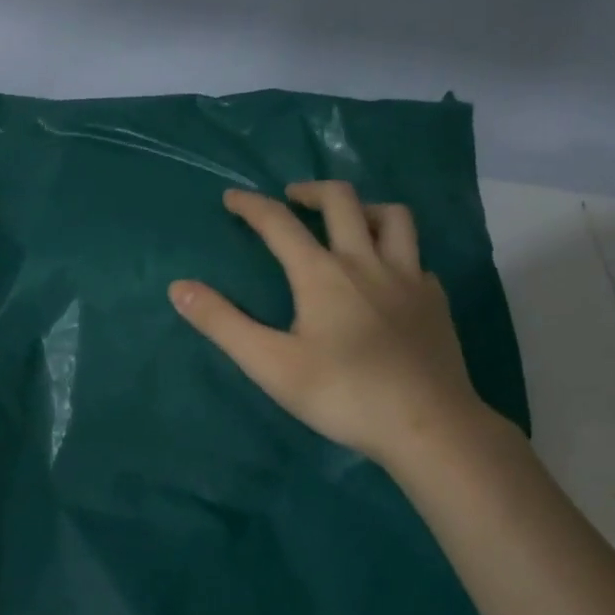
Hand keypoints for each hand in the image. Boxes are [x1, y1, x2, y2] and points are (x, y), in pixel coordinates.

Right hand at [170, 181, 496, 469]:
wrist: (426, 424)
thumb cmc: (342, 395)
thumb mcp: (270, 364)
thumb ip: (223, 323)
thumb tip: (179, 287)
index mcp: (322, 274)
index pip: (280, 223)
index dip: (252, 206)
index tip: (232, 197)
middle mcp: (367, 262)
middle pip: (342, 200)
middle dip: (311, 190)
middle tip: (292, 199)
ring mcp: (409, 278)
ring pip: (393, 217)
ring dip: (364, 207)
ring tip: (348, 220)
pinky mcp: (435, 300)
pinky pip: (416, 258)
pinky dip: (397, 253)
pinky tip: (390, 276)